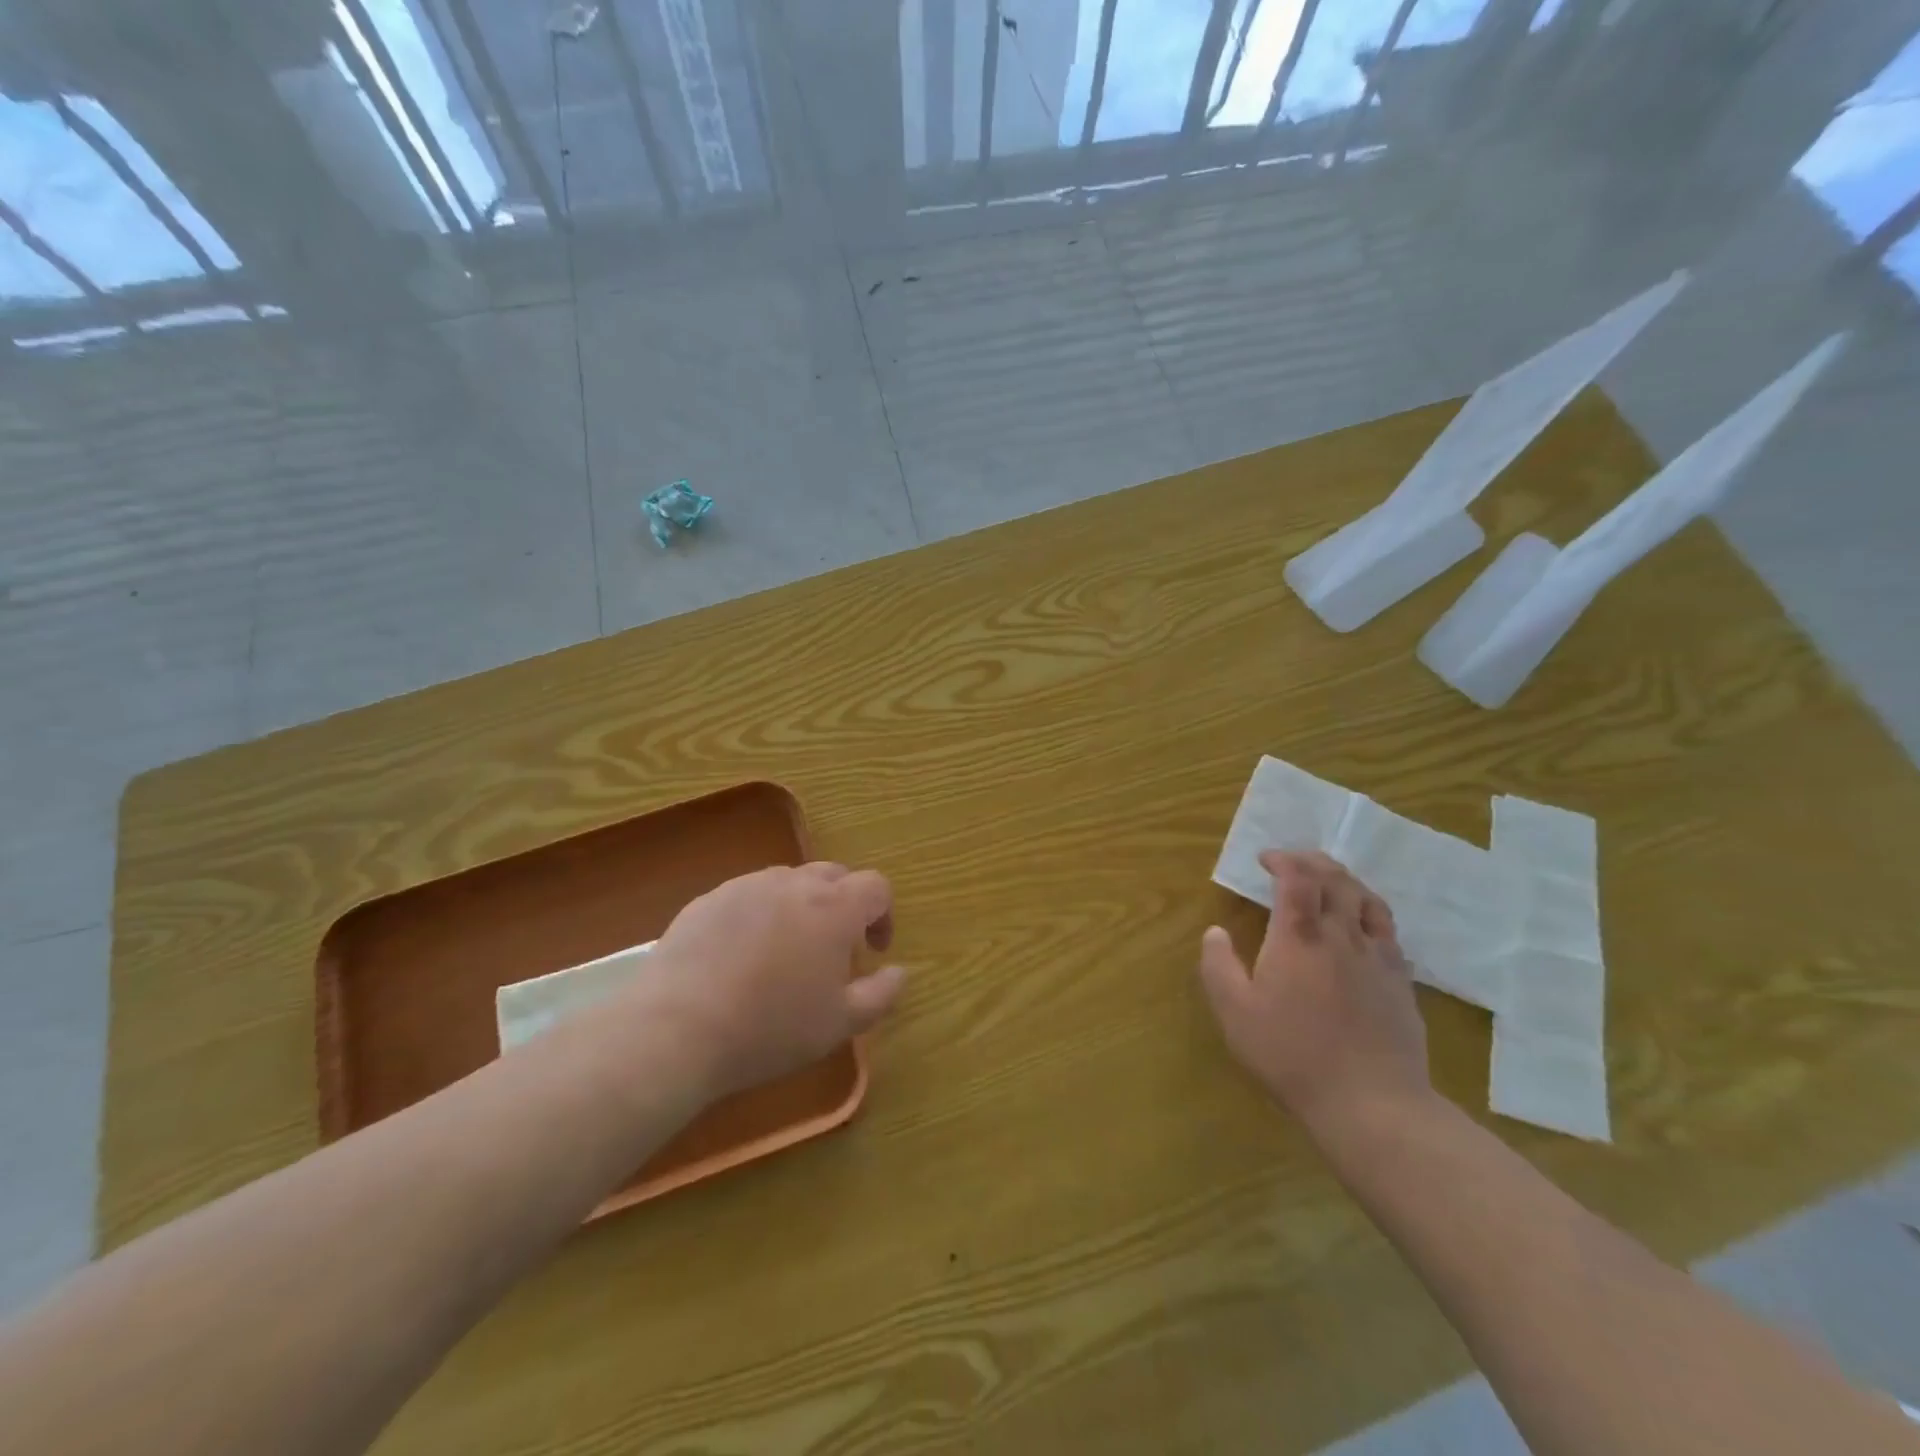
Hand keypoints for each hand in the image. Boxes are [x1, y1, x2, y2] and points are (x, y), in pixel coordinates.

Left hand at [642, 862, 904, 1097]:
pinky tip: (742, 955)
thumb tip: (898, 971)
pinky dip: (760, 914)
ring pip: (789, 882)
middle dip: (844, 904)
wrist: (676, 1029)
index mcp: (834, 907)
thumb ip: (881, 994)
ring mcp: (747, 886)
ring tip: (786, 952)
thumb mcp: (840, 1024)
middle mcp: (794, 883)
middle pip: (834, 875)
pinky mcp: (709, 899)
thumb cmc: (771, 1028)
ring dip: (802, 906)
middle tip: (834, 949)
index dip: (883, 915)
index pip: (876, 886)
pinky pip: (748, 895)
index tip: (873, 950)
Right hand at [1198, 850, 1429, 1135]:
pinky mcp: (1401, 982)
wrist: (1371, 1102)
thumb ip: (1218, 966)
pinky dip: (1370, 914)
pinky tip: (1362, 928)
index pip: (1297, 878)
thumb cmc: (1292, 1053)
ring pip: (1368, 899)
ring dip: (1345, 881)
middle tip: (1294, 862)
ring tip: (1329, 883)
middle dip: (1313, 861)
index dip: (1283, 859)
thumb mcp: (1235, 1012)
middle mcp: (1342, 935)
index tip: (1265, 860)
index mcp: (1300, 936)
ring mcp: (1378, 957)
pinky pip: (1389, 932)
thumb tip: (1214, 932)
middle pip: (1336, 879)